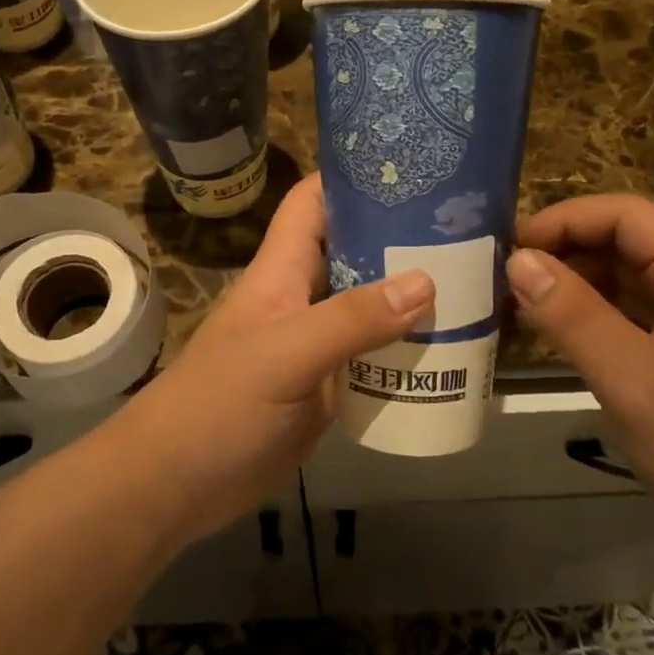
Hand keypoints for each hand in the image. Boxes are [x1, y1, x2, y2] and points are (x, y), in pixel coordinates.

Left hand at [115, 174, 432, 545]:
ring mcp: (316, 345)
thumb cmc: (220, 406)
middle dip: (401, 237)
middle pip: (353, 251)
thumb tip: (426, 281)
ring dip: (412, 298)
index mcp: (282, 272)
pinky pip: (374, 357)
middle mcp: (302, 299)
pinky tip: (451, 351)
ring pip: (369, 306)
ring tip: (475, 284)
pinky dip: (406, 351)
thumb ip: (351, 319)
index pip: (313, 203)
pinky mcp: (327, 387)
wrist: (178, 486)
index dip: (351, 178)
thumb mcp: (285, 355)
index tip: (411, 168)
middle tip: (467, 229)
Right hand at [508, 195, 653, 555]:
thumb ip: (570, 313)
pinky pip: (643, 314)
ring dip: (579, 285)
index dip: (564, 220)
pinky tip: (561, 334)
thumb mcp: (630, 379)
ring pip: (634, 278)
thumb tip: (517, 259)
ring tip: (522, 305)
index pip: (627, 214)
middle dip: (567, 252)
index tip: (508, 247)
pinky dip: (600, 316)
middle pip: (631, 241)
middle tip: (505, 280)